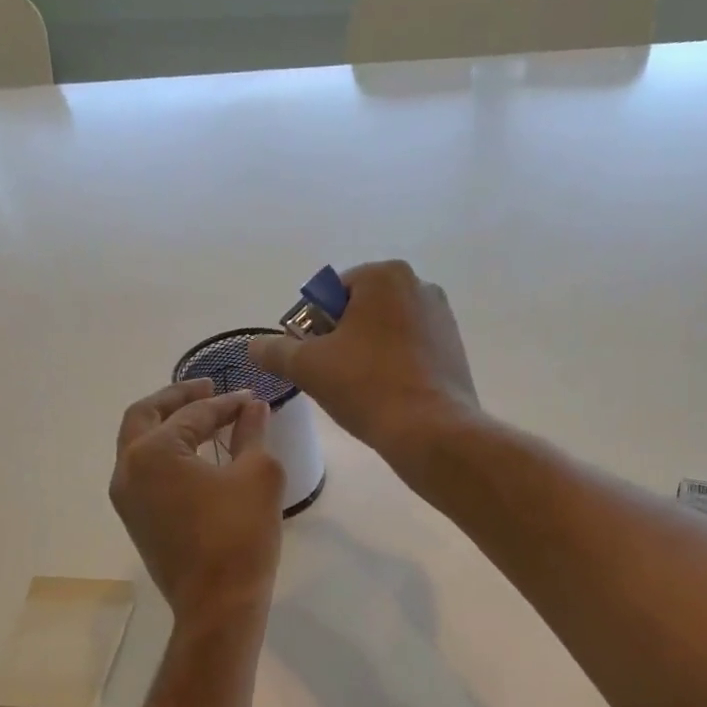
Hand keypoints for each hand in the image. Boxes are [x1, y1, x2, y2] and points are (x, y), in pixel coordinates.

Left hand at [111, 379, 284, 627]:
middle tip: (208, 388)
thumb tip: (252, 407)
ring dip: (167, 426)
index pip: (192, 413)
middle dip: (177, 398)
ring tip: (203, 419)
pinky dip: (165, 454)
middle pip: (144, 416)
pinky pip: (144, 472)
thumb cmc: (240, 536)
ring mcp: (126, 498)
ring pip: (138, 445)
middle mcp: (127, 469)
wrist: (218, 605)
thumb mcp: (258, 475)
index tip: (251, 398)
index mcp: (153, 452)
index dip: (225, 402)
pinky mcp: (135, 520)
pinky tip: (195, 457)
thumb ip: (252, 433)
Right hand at [247, 260, 477, 465]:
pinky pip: (409, 351)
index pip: (329, 294)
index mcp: (383, 276)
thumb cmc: (367, 387)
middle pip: (359, 311)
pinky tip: (385, 396)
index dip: (312, 328)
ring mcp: (441, 317)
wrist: (431, 431)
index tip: (311, 361)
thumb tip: (253, 345)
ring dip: (365, 355)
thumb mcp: (308, 367)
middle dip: (340, 341)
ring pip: (384, 332)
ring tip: (358, 391)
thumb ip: (276, 351)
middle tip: (331, 378)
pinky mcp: (454, 349)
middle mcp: (418, 285)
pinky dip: (392, 367)